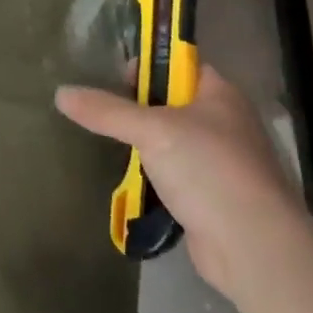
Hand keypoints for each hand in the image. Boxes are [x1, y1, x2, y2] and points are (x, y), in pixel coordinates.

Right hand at [56, 63, 295, 297]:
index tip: (114, 80)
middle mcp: (224, 123)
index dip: (147, 67)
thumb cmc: (208, 169)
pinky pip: (175, 177)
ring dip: (144, 148)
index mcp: (219, 94)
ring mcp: (221, 163)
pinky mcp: (212, 199)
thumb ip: (106, 111)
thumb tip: (60, 93)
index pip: (178, 65)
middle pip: (171, 104)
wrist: (252, 247)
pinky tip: (130, 183)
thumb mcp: (151, 130)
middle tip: (105, 116)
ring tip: (111, 149)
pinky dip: (153, 179)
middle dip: (138, 111)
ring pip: (171, 143)